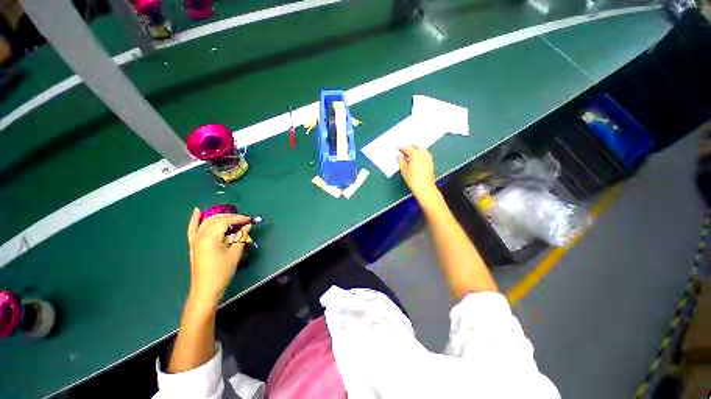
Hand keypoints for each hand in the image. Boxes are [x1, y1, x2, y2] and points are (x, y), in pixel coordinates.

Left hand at [186, 208, 251, 302]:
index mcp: (210, 237)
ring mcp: (195, 240)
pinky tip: (197, 211)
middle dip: (231, 217)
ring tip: (233, 219)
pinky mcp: (193, 245)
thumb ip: (241, 236)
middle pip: (216, 219)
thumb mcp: (235, 253)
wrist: (206, 289)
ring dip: (220, 218)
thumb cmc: (222, 272)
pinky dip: (195, 220)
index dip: (239, 219)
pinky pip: (193, 229)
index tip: (250, 220)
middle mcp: (200, 235)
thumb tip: (247, 225)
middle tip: (244, 221)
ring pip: (207, 222)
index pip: (225, 221)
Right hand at [397, 146, 437, 199]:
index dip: (401, 148)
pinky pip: (425, 154)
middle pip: (416, 147)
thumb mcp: (403, 170)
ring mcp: (428, 158)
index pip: (407, 148)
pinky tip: (417, 159)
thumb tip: (398, 155)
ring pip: (422, 150)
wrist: (424, 188)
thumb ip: (400, 160)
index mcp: (415, 154)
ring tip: (410, 154)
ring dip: (416, 150)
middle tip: (404, 150)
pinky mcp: (431, 163)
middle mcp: (423, 154)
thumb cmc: (412, 179)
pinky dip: (420, 154)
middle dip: (410, 147)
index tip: (397, 148)